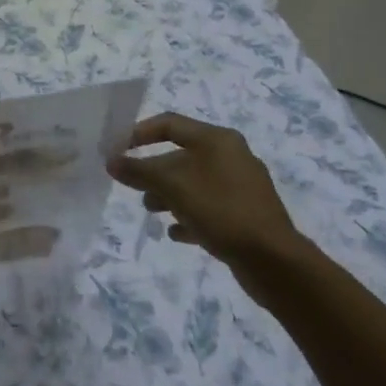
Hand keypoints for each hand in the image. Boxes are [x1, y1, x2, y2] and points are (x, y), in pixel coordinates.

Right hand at [107, 113, 307, 288]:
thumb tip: (111, 161)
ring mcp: (241, 186)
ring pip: (194, 182)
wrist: (274, 261)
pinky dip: (189, 215)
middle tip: (133, 187)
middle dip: (153, 170)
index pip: (170, 124)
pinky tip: (176, 233)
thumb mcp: (172, 186)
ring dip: (168, 194)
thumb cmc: (221, 210)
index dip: (139, 133)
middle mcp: (231, 156)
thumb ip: (138, 171)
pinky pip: (209, 208)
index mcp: (217, 139)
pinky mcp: (246, 214)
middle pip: (181, 155)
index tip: (117, 149)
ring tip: (152, 211)